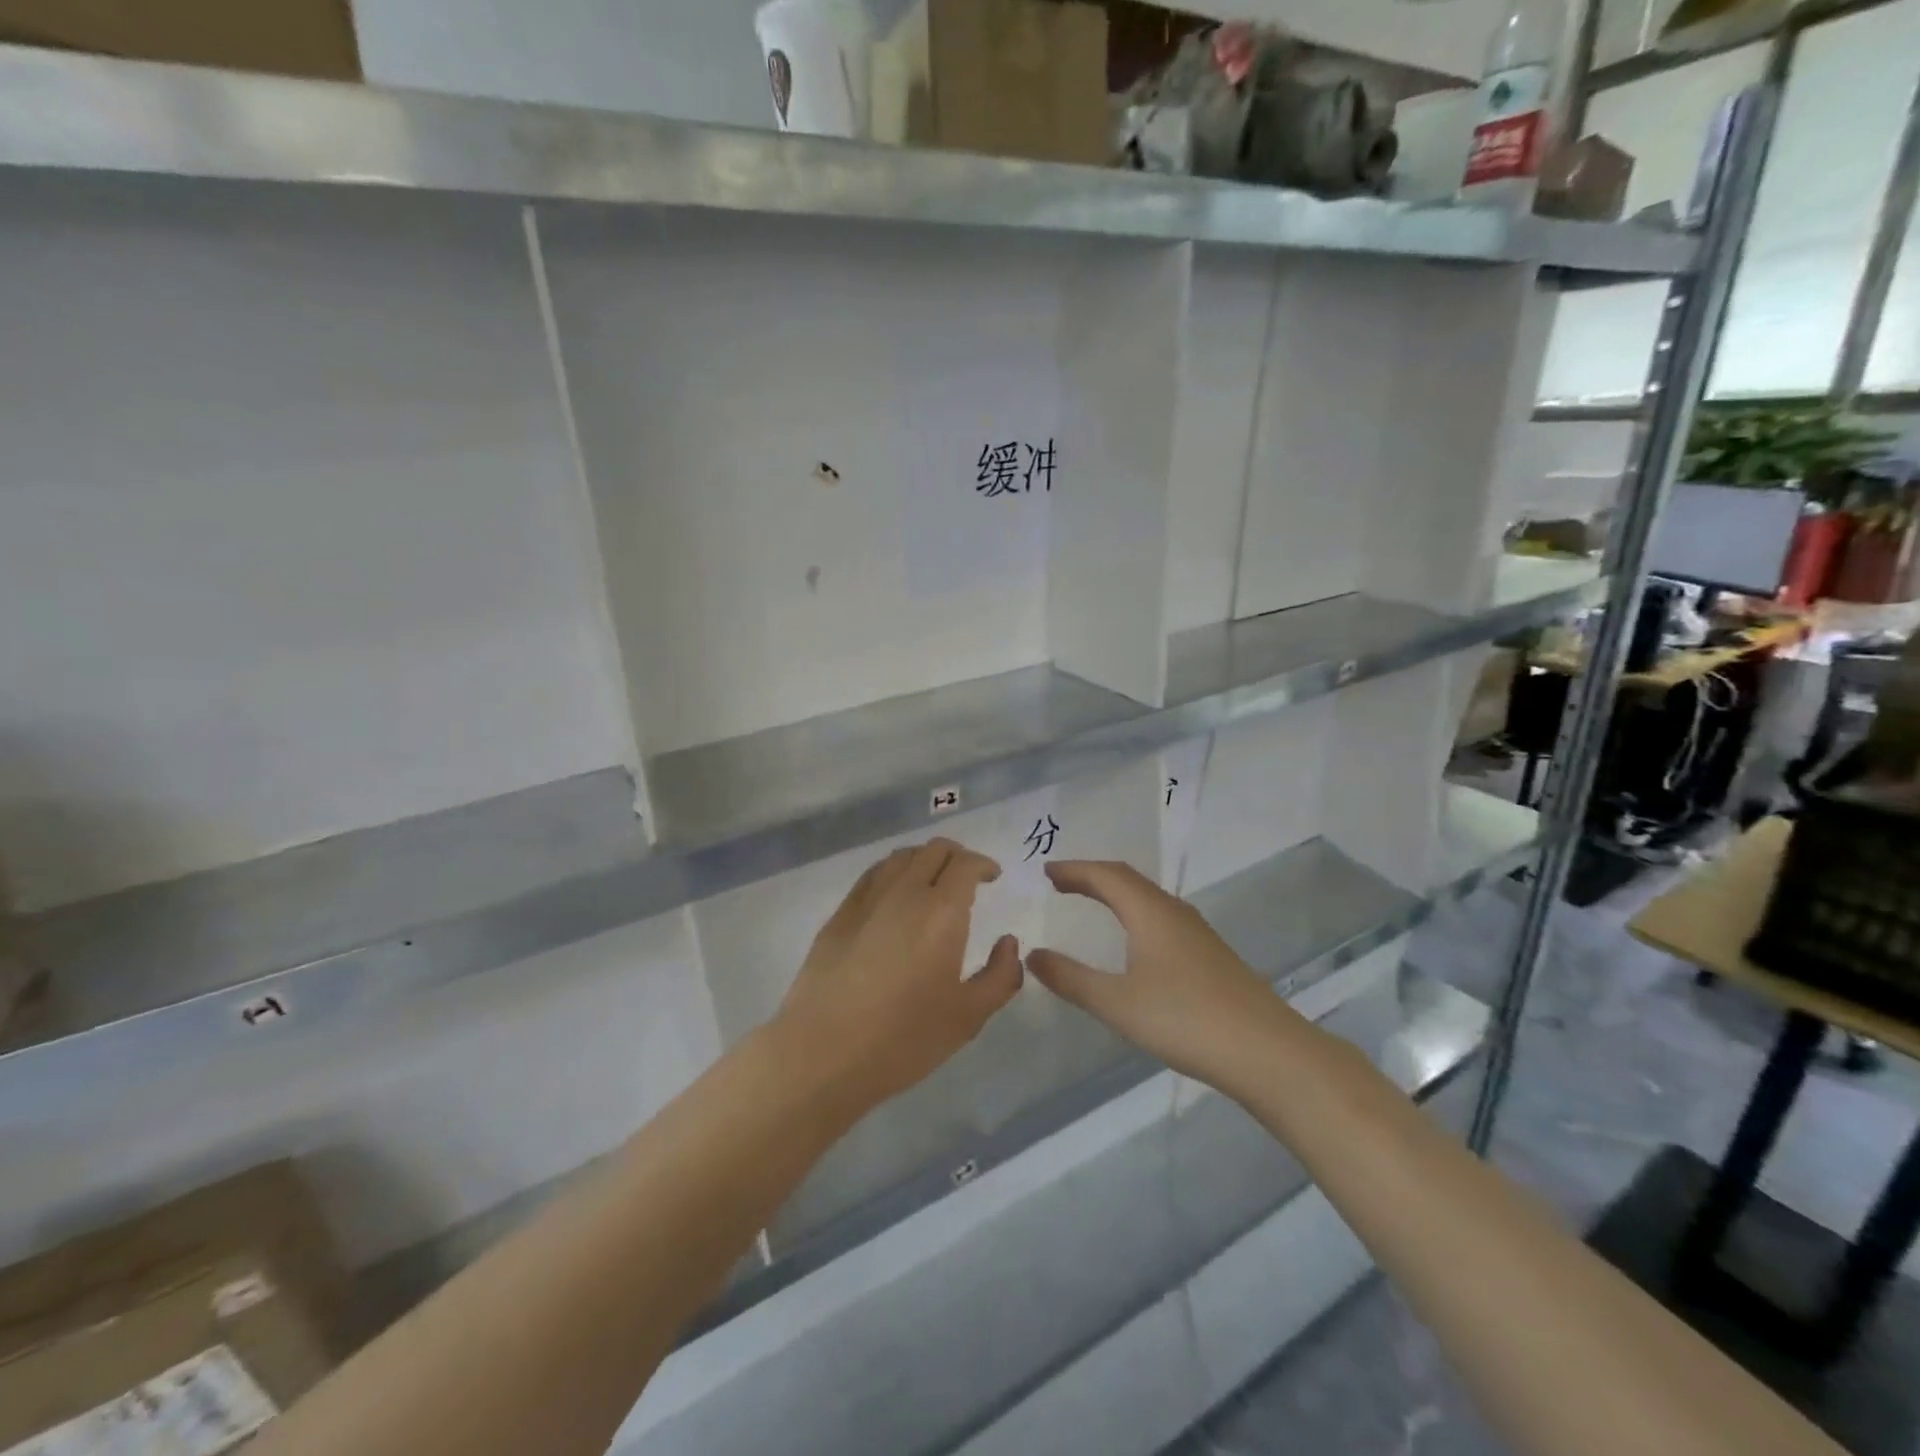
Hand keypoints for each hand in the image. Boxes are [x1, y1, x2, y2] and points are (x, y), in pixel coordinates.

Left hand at [771, 839, 1023, 1118]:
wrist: (823, 1052)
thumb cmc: (903, 1038)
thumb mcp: (968, 1017)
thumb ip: (1000, 976)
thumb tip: (1008, 944)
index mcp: (941, 912)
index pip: (966, 864)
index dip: (984, 864)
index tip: (992, 877)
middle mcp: (905, 892)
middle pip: (934, 850)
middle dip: (958, 856)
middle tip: (968, 878)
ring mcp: (867, 899)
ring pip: (901, 856)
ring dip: (925, 859)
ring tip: (933, 882)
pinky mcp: (840, 914)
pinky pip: (873, 874)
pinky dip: (894, 872)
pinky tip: (895, 895)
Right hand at [1027, 860, 1298, 1090]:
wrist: (1266, 1051)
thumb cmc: (1185, 1019)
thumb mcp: (1117, 1003)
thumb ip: (1071, 979)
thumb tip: (1033, 955)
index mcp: (1150, 912)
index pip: (1106, 875)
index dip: (1074, 870)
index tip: (1046, 872)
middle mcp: (1174, 912)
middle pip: (1128, 880)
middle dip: (1092, 876)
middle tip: (1061, 883)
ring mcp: (1197, 933)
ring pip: (1148, 898)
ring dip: (1116, 893)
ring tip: (1091, 902)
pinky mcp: (1210, 955)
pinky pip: (1161, 917)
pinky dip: (1134, 913)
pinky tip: (1135, 940)